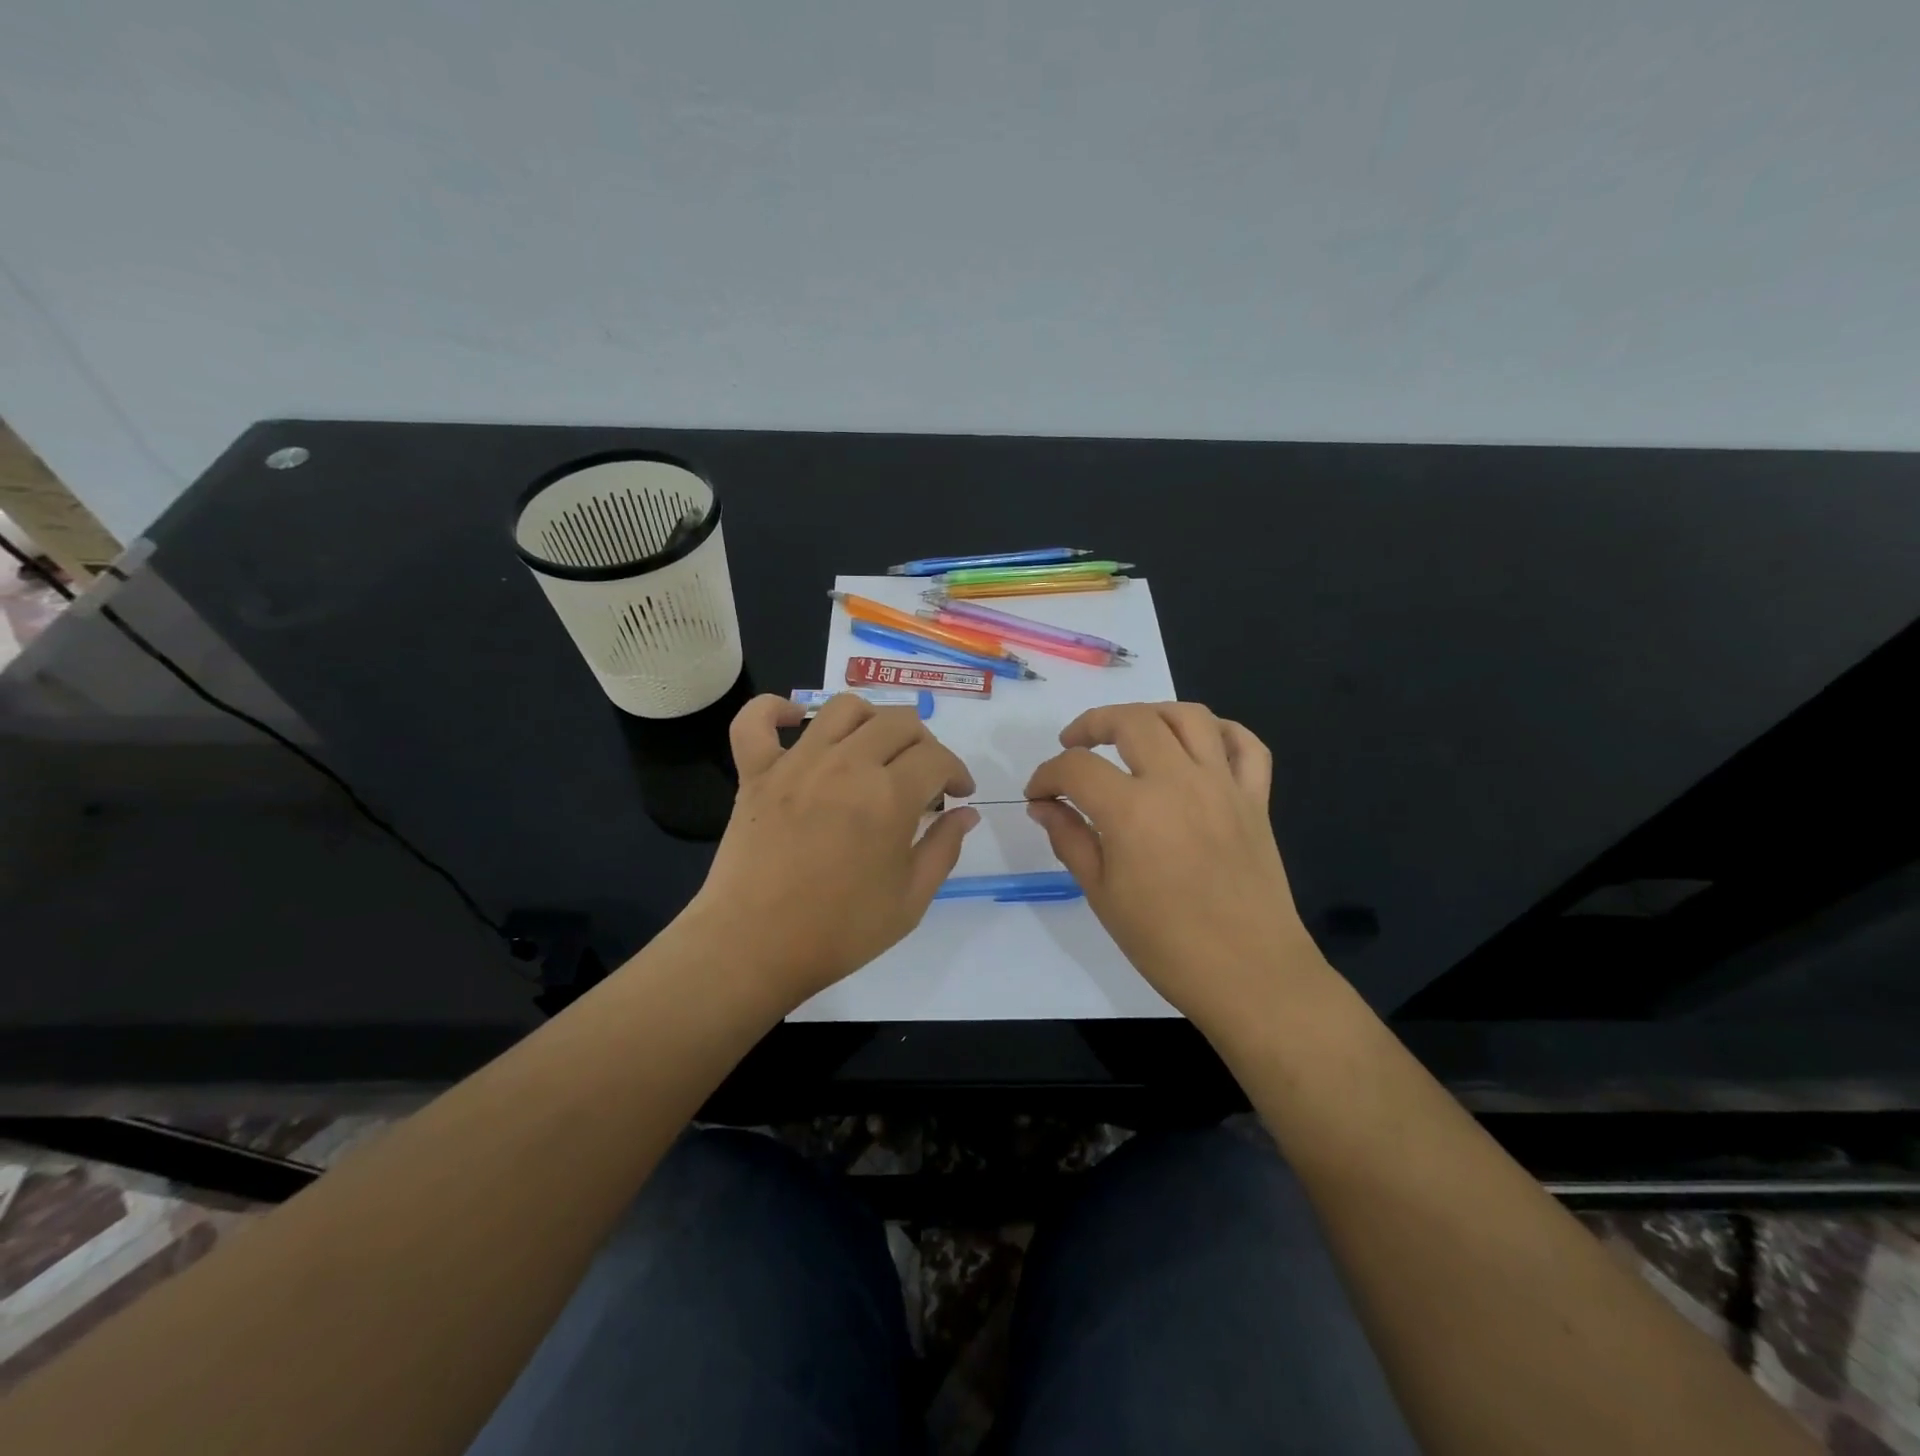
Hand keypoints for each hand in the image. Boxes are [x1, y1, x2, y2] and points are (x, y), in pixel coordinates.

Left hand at [688, 693, 977, 1006]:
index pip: (937, 757)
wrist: (755, 947)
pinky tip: (795, 720)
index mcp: (890, 796)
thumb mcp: (911, 900)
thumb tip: (966, 813)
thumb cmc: (840, 931)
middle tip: (923, 776)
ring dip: (872, 719)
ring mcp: (797, 763)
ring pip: (844, 708)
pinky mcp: (756, 773)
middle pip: (898, 722)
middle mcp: (847, 764)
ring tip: (875, 749)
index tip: (958, 795)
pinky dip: (775, 710)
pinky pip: (756, 720)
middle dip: (924, 744)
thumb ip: (944, 848)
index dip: (957, 772)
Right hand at [1024, 702, 1323, 1032]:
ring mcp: (1224, 785)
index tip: (1038, 795)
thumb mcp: (1102, 894)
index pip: (1076, 768)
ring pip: (1189, 717)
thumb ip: (1070, 838)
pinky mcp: (1257, 799)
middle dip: (1091, 725)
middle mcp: (1179, 782)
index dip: (1047, 775)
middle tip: (1074, 746)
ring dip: (1152, 714)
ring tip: (1132, 733)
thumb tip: (1043, 805)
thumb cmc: (1166, 943)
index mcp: (1133, 810)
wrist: (1249, 973)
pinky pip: (1245, 745)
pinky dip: (1221, 732)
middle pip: (1132, 720)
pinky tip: (1198, 745)